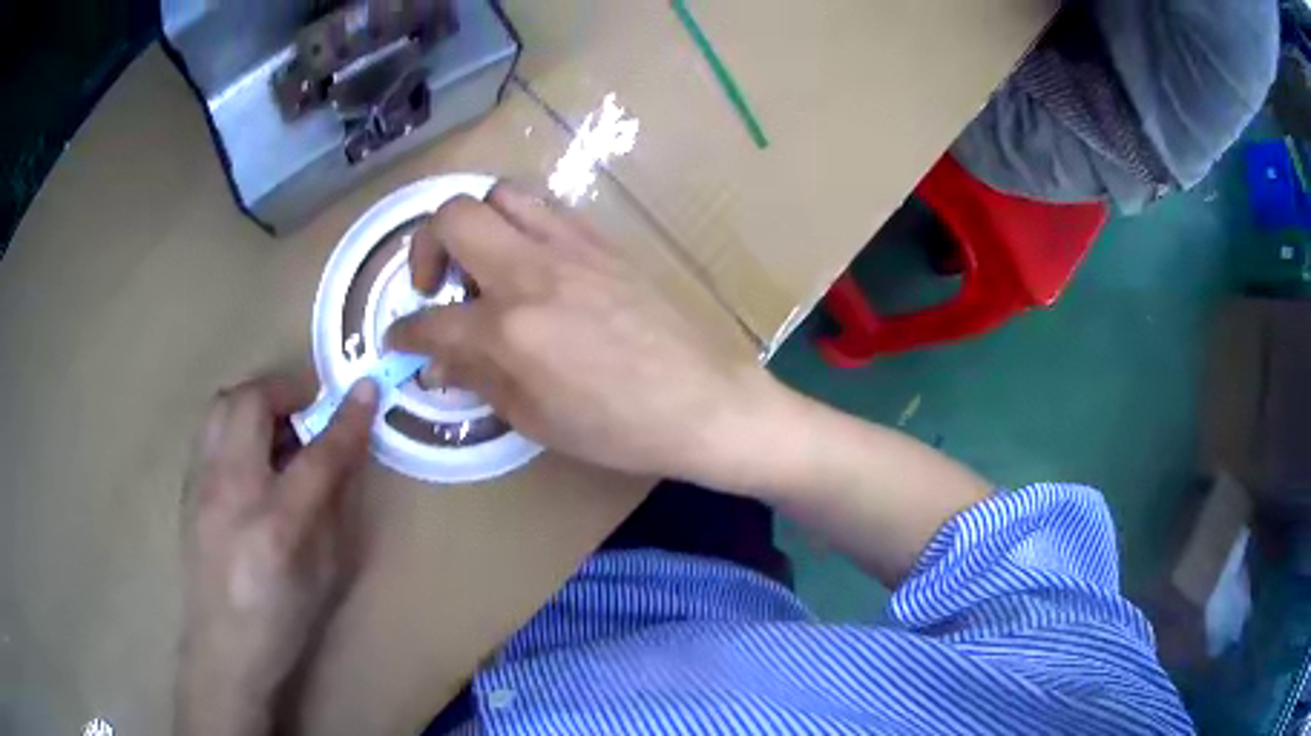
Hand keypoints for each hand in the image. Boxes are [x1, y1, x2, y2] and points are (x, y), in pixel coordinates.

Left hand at [176, 374, 378, 735]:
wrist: (223, 647)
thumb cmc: (284, 619)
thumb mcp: (326, 573)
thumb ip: (335, 507)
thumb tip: (345, 455)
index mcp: (277, 524)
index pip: (319, 454)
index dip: (348, 419)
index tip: (368, 389)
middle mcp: (232, 490)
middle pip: (252, 402)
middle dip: (287, 391)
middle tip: (309, 412)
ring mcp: (202, 484)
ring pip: (222, 404)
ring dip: (256, 402)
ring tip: (277, 430)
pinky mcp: (188, 486)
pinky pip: (211, 430)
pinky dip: (236, 424)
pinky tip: (250, 458)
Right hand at [386, 184, 778, 482]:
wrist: (705, 402)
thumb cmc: (620, 428)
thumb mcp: (536, 419)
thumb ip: (479, 379)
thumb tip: (436, 361)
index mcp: (511, 328)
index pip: (432, 319)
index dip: (403, 331)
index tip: (397, 338)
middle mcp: (533, 272)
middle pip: (453, 216)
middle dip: (426, 245)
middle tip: (436, 285)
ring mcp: (573, 248)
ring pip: (501, 195)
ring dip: (476, 223)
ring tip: (482, 266)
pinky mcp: (605, 242)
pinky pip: (548, 210)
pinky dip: (521, 225)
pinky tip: (529, 263)